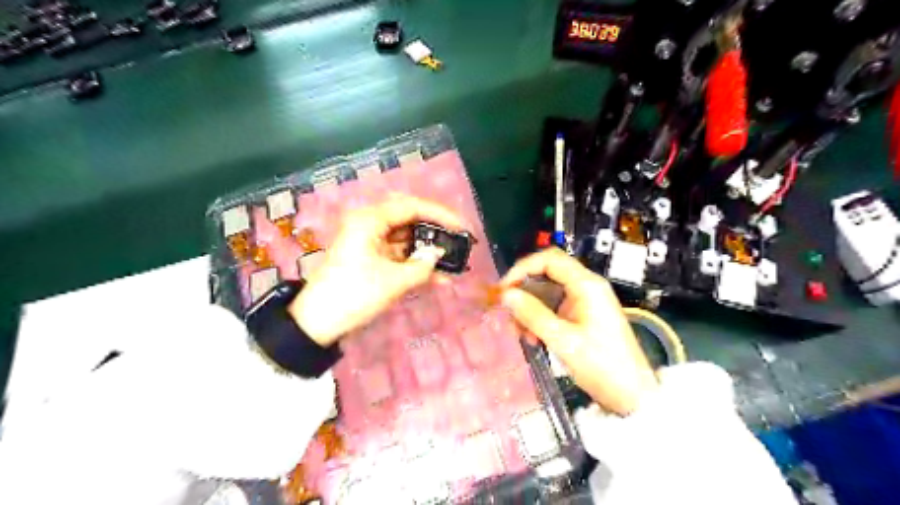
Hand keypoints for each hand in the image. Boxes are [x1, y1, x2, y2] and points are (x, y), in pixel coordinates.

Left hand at [292, 195, 467, 347]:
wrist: (317, 322)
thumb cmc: (354, 295)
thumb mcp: (393, 281)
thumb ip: (422, 266)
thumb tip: (439, 255)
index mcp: (370, 220)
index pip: (412, 207)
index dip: (441, 215)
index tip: (462, 228)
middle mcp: (370, 224)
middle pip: (410, 220)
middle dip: (435, 232)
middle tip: (458, 242)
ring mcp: (370, 242)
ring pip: (406, 239)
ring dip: (427, 251)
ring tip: (454, 262)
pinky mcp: (371, 258)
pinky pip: (399, 255)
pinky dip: (416, 264)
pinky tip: (439, 277)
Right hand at [499, 246, 658, 415]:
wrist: (633, 395)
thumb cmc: (602, 366)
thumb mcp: (563, 341)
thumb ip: (533, 314)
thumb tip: (506, 294)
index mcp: (587, 285)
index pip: (549, 259)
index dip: (523, 268)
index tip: (504, 289)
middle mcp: (587, 287)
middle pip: (547, 274)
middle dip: (524, 291)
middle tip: (508, 311)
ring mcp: (586, 301)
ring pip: (548, 292)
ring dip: (530, 308)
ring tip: (520, 332)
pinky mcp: (583, 316)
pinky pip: (555, 307)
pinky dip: (540, 318)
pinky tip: (533, 338)